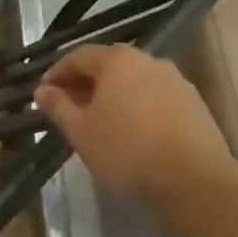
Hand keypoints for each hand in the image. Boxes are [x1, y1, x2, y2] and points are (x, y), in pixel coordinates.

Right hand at [34, 45, 237, 203]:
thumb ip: (58, 106)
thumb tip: (42, 91)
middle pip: (108, 66)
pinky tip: (129, 132)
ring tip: (98, 123)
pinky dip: (135, 107)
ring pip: (133, 82)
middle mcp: (149, 61)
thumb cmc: (125, 150)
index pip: (78, 56)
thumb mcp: (80, 131)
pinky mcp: (194, 104)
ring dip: (111, 96)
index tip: (43, 95)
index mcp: (118, 61)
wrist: (193, 179)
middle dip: (84, 84)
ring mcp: (176, 81)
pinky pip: (154, 97)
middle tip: (67, 109)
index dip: (56, 74)